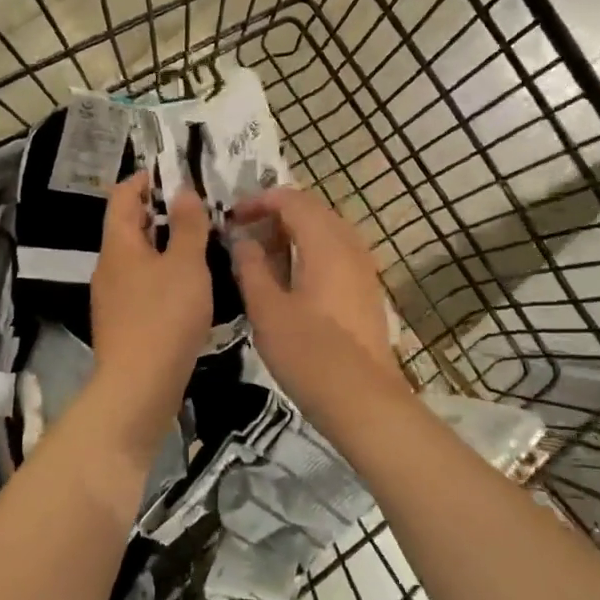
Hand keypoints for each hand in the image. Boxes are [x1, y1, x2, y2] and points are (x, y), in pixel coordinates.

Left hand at [90, 174, 211, 439]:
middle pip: (130, 225)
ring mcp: (112, 296)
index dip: (146, 178)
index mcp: (118, 244)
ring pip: (138, 257)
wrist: (139, 386)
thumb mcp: (186, 264)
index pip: (123, 195)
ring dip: (165, 246)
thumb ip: (187, 225)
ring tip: (202, 245)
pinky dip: (163, 274)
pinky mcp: (123, 322)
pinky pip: (142, 284)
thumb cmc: (164, 316)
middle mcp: (108, 265)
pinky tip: (189, 287)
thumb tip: (183, 191)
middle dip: (161, 212)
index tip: (177, 175)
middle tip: (200, 210)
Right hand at [229, 187, 407, 422]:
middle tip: (245, 236)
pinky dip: (311, 253)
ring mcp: (364, 270)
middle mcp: (350, 247)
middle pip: (313, 210)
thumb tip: (241, 240)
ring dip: (295, 234)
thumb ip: (251, 268)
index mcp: (325, 243)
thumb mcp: (267, 309)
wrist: (363, 400)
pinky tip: (292, 281)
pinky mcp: (367, 292)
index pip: (292, 200)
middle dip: (276, 215)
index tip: (232, 219)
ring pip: (327, 232)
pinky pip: (337, 254)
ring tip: (264, 258)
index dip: (259, 201)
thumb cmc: (309, 353)